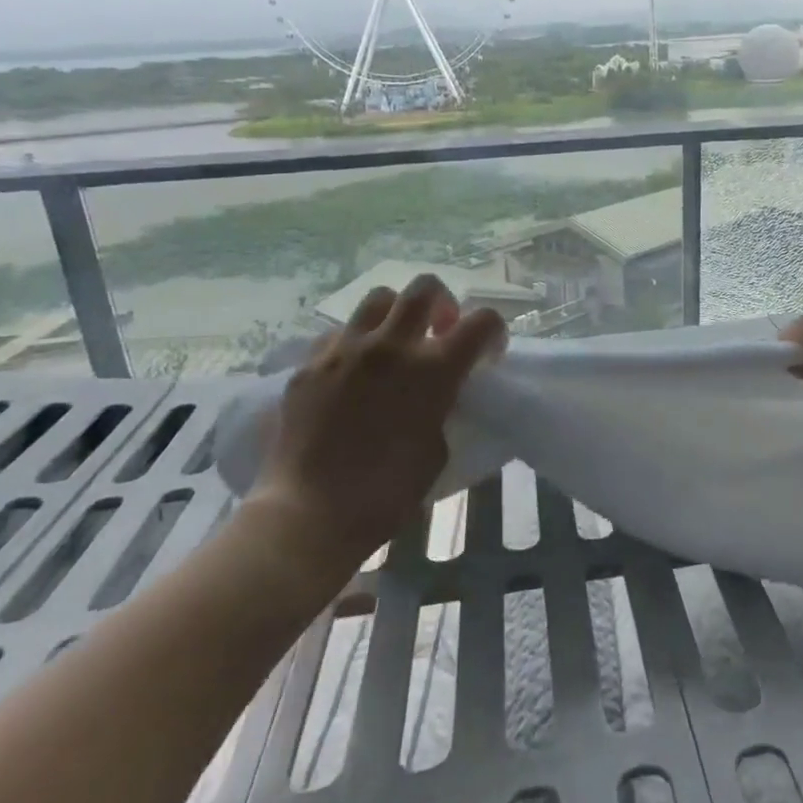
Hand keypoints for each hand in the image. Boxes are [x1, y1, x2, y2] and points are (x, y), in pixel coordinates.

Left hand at [249, 274, 506, 574]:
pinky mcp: (310, 364)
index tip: (487, 353)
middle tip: (439, 333)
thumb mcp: (436, 450)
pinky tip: (351, 374)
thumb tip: (436, 395)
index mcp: (433, 370)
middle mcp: (391, 346)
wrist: (308, 514)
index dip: (493, 331)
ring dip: (395, 315)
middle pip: (425, 288)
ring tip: (392, 346)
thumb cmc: (385, 494)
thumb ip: (441, 408)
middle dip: (442, 303)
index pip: (482, 321)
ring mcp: (345, 350)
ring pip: (378, 299)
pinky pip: (338, 334)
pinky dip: (354, 344)